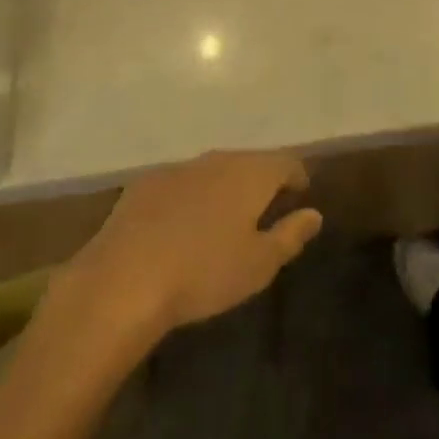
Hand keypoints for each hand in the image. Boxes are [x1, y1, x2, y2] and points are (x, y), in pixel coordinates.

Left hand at [66, 151, 323, 337]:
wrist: (124, 279)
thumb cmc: (204, 273)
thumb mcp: (259, 264)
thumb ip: (291, 235)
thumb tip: (314, 214)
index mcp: (251, 173)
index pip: (286, 162)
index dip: (297, 177)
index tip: (300, 195)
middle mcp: (219, 159)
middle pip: (249, 161)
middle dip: (260, 181)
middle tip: (264, 209)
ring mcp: (180, 168)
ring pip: (214, 170)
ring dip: (224, 187)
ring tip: (224, 218)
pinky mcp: (146, 183)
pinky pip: (181, 183)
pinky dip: (191, 196)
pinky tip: (181, 225)